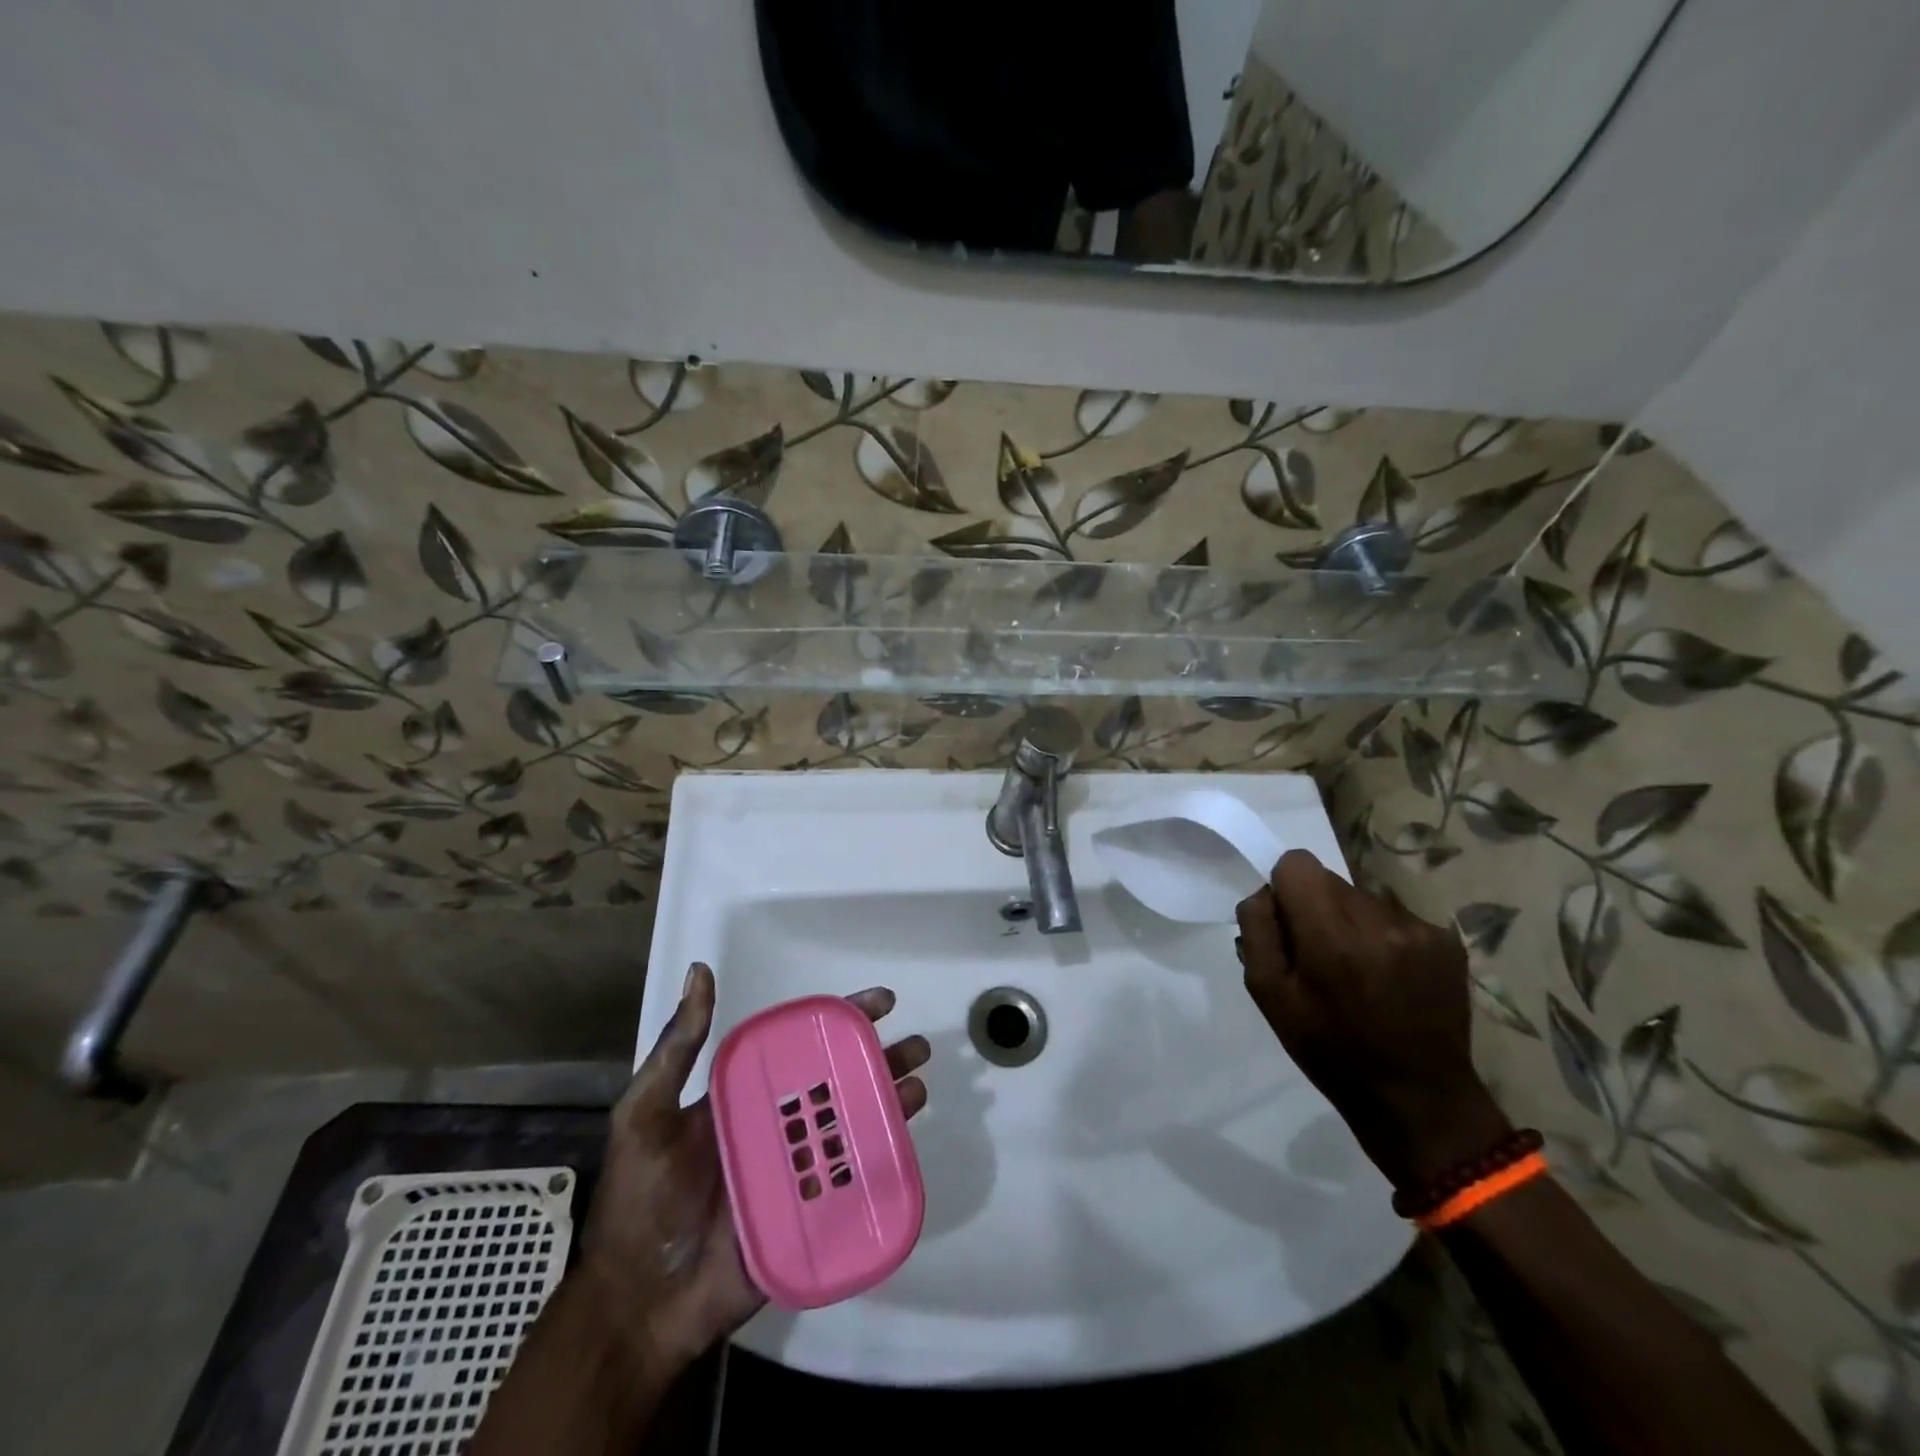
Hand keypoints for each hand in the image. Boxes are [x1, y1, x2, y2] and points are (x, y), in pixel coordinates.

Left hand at [575, 963, 929, 1372]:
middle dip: (880, 1059)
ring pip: (854, 1125)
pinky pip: (851, 1179)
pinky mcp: (808, 1213)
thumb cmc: (641, 1200)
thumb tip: (701, 971)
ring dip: (888, 1103)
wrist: (640, 1306)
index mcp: (746, 1095)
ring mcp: (796, 1170)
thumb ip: (678, 1047)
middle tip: (919, 1047)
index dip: (842, 1019)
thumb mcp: (647, 1113)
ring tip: (919, 1088)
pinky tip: (904, 1144)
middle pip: (840, 1081)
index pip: (803, 1045)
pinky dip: (881, 1159)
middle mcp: (777, 1124)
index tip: (881, 1002)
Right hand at [1236, 851, 1510, 1192]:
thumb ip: (1258, 932)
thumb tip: (1265, 893)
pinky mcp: (1447, 940)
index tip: (1290, 925)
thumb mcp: (1269, 996)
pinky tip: (1389, 977)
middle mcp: (1379, 921)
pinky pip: (1395, 916)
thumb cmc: (1330, 1050)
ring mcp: (1420, 929)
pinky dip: (1383, 937)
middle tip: (1321, 956)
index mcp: (1331, 937)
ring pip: (1362, 897)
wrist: (1418, 1098)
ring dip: (1351, 922)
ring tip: (1358, 971)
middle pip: (1329, 879)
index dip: (1286, 888)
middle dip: (1317, 908)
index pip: (1297, 863)